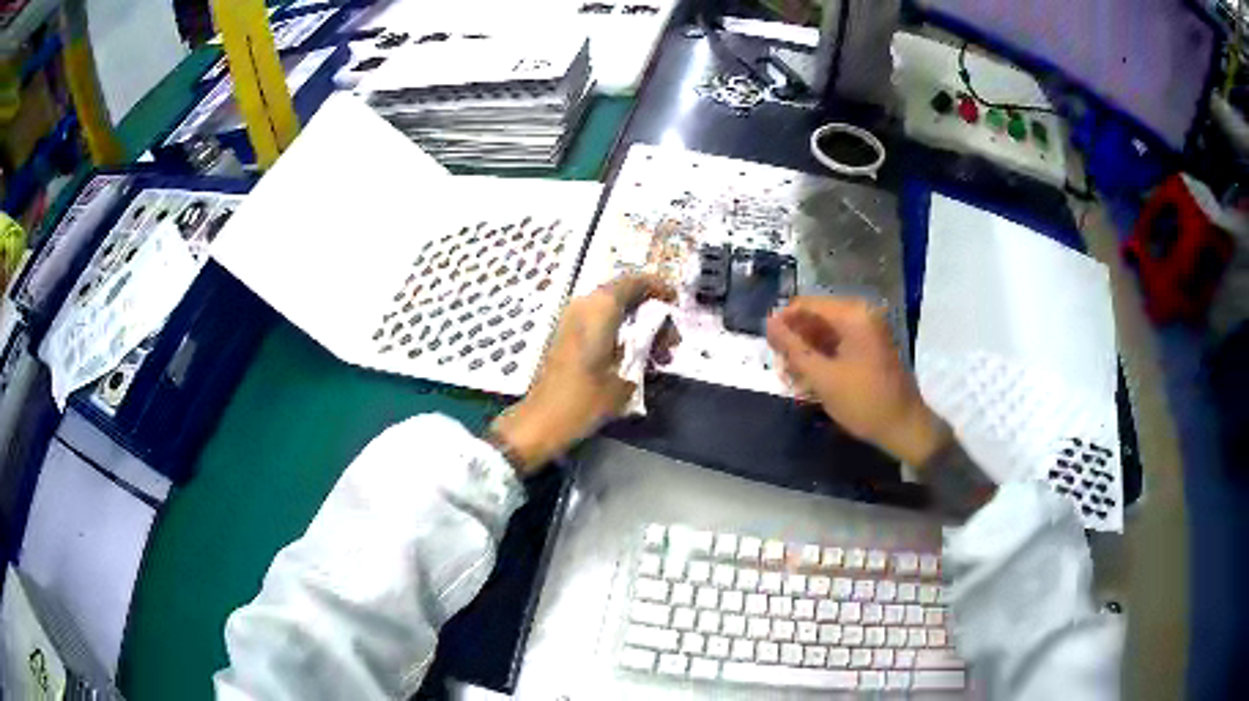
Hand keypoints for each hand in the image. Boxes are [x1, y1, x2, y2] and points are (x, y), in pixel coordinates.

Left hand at [490, 274, 676, 474]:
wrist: (541, 422)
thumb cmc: (583, 400)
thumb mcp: (626, 379)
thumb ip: (643, 352)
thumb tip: (653, 344)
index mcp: (600, 309)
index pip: (634, 282)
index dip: (659, 287)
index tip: (677, 301)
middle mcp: (585, 306)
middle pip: (626, 297)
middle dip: (653, 316)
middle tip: (672, 344)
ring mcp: (572, 321)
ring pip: (615, 312)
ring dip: (640, 329)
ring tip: (659, 358)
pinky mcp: (567, 337)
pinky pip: (601, 325)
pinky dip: (622, 335)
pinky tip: (637, 362)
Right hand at [766, 296, 951, 465]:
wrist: (903, 426)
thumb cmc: (863, 402)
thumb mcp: (823, 377)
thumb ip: (793, 348)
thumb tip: (768, 323)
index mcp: (853, 315)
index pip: (806, 305)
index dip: (783, 322)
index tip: (767, 346)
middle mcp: (862, 314)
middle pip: (815, 317)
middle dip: (795, 341)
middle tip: (781, 369)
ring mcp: (867, 330)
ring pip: (824, 332)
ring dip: (806, 353)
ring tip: (793, 380)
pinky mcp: (869, 346)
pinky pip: (838, 343)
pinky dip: (822, 359)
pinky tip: (810, 380)